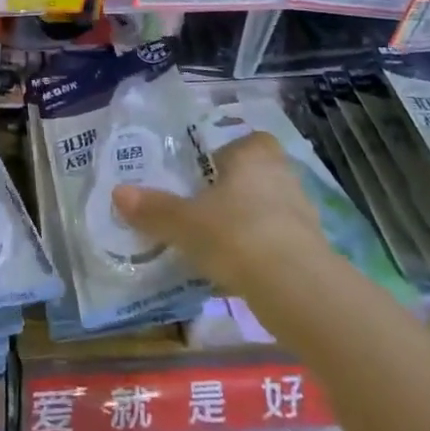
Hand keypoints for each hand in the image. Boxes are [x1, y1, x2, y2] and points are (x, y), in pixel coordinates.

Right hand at [112, 131, 324, 302]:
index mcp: (254, 155)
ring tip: (217, 244)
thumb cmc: (236, 234)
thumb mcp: (185, 223)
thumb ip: (153, 209)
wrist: (296, 289)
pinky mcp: (312, 250)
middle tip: (204, 209)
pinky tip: (238, 274)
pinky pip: (279, 243)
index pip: (245, 141)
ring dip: (248, 223)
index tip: (204, 175)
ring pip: (269, 210)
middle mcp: (283, 175)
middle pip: (257, 175)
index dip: (227, 156)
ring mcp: (303, 213)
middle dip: (235, 191)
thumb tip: (118, 193)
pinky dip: (261, 253)